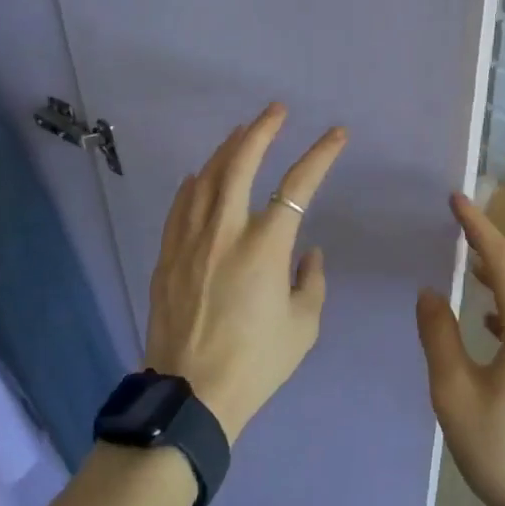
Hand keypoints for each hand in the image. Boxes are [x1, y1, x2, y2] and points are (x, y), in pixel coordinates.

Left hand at [143, 104, 345, 441]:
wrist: (190, 395)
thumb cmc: (255, 363)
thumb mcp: (302, 327)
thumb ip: (311, 281)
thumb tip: (307, 252)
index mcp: (265, 246)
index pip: (298, 185)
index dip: (320, 154)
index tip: (336, 134)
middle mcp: (226, 230)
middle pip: (241, 162)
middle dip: (262, 129)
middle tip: (276, 110)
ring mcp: (192, 239)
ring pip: (208, 177)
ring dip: (227, 149)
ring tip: (241, 132)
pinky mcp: (168, 254)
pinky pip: (181, 205)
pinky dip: (194, 183)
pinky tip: (200, 174)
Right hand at [416, 195, 504, 505]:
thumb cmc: (504, 453)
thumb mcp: (454, 394)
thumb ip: (439, 336)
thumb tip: (431, 292)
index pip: (503, 261)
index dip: (478, 227)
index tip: (456, 200)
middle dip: (500, 245)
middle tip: (466, 237)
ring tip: (475, 277)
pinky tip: (494, 326)